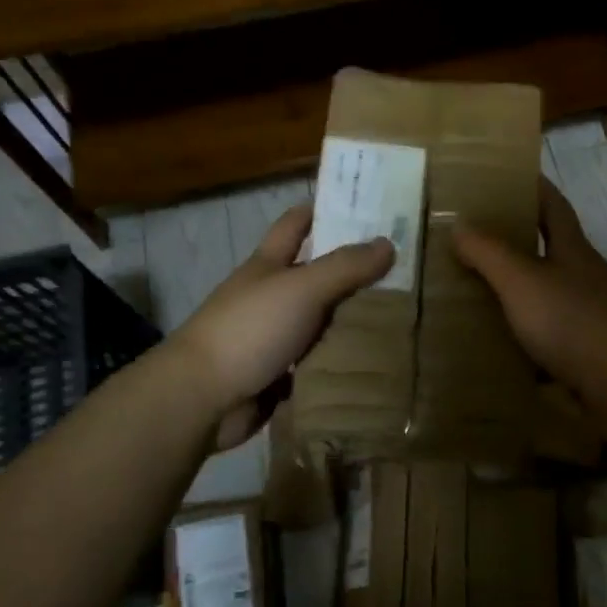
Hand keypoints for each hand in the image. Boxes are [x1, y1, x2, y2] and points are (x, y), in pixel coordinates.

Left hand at [171, 205, 393, 448]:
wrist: (202, 399)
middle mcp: (269, 297)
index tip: (363, 207)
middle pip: (315, 276)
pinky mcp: (277, 376)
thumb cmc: (250, 329)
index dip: (323, 210)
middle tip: (404, 271)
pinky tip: (376, 362)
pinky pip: (317, 364)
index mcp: (268, 265)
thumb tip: (388, 243)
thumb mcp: (302, 288)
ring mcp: (272, 338)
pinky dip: (340, 363)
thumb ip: (345, 267)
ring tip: (402, 319)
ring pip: (320, 323)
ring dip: (351, 322)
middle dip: (353, 272)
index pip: (295, 224)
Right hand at [452, 177, 606, 390]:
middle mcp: (581, 276)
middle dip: (515, 239)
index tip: (508, 175)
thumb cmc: (573, 319)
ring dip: (514, 290)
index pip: (553, 205)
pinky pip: (544, 335)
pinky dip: (520, 335)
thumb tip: (458, 223)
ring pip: (544, 293)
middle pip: (549, 248)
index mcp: (571, 249)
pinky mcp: (582, 350)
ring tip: (471, 289)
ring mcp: (585, 315)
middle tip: (472, 236)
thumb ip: (489, 252)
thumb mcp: (522, 279)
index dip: (534, 187)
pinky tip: (494, 342)